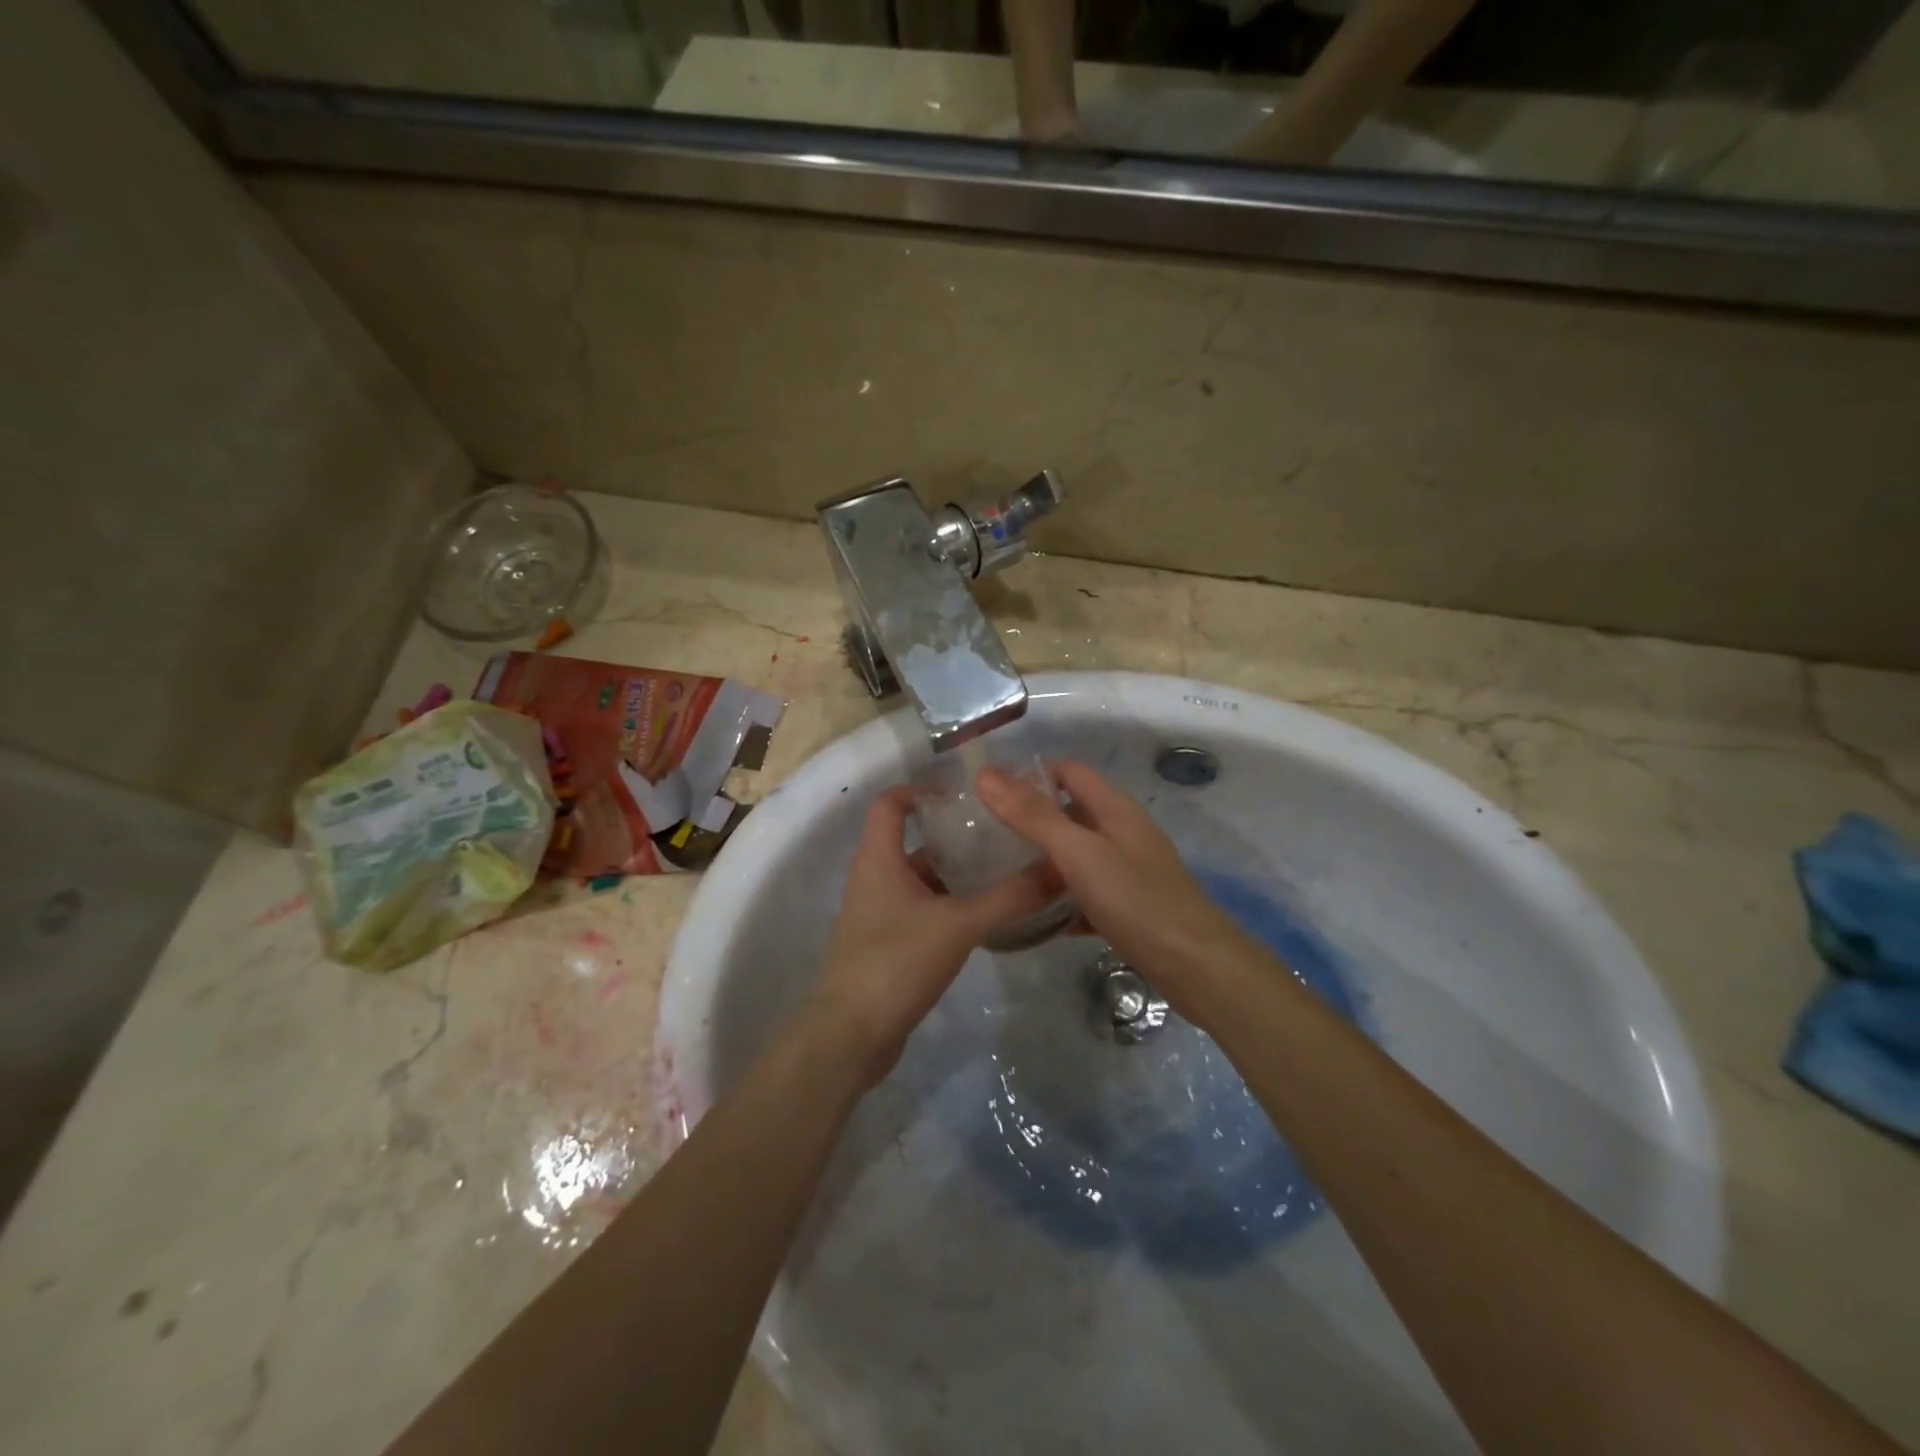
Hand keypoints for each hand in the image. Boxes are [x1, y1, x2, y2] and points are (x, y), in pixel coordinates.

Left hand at [807, 785, 1061, 1084]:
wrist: (851, 1035)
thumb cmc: (896, 962)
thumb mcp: (959, 924)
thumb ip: (1009, 897)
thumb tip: (1060, 868)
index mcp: (878, 858)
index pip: (890, 803)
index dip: (921, 789)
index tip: (964, 788)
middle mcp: (874, 878)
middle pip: (911, 840)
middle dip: (952, 833)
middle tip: (1000, 828)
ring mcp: (879, 913)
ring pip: (920, 878)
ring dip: (955, 872)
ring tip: (1003, 866)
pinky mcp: (888, 944)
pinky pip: (921, 909)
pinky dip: (949, 904)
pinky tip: (985, 913)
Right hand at [975, 761, 1252, 1015]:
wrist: (1196, 966)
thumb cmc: (1136, 900)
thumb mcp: (1079, 854)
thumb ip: (1033, 815)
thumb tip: (986, 774)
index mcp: (1115, 809)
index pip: (1069, 771)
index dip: (1031, 773)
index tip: (990, 792)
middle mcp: (1124, 833)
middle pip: (1072, 812)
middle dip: (1032, 819)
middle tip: (986, 836)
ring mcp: (1130, 871)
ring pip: (1079, 855)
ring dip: (1046, 861)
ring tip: (1002, 874)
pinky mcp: (1131, 906)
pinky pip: (1089, 893)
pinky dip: (1065, 899)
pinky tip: (1040, 917)